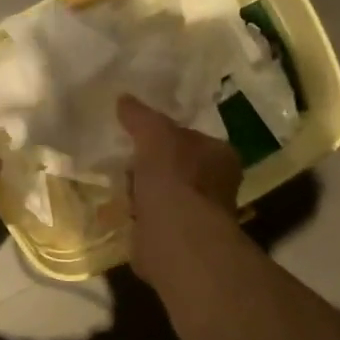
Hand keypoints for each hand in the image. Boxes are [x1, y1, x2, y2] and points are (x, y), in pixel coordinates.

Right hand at [117, 93, 242, 288]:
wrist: (176, 238)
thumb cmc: (174, 179)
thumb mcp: (155, 134)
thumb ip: (140, 116)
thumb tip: (123, 99)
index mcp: (221, 155)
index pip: (191, 137)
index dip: (165, 135)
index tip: (139, 137)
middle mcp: (217, 186)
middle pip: (176, 167)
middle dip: (150, 166)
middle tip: (124, 161)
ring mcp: (198, 216)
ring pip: (164, 195)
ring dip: (142, 193)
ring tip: (118, 187)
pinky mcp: (178, 240)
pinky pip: (152, 220)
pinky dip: (137, 217)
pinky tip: (120, 211)